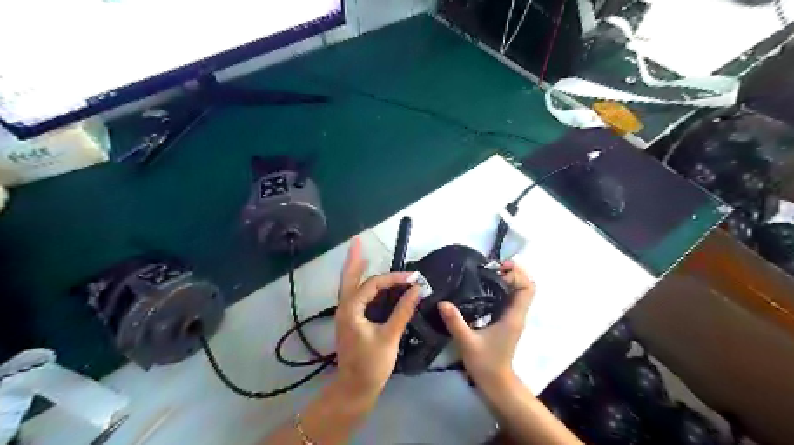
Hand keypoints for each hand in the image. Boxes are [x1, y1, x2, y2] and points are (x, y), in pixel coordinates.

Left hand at [334, 241, 421, 399]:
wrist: (354, 390)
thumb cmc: (371, 365)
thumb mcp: (389, 337)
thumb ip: (403, 311)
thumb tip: (417, 289)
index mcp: (351, 309)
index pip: (374, 284)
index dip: (394, 278)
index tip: (413, 278)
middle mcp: (344, 307)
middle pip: (349, 277)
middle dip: (354, 259)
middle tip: (357, 240)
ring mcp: (345, 314)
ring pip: (348, 285)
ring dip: (355, 269)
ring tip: (359, 252)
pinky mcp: (350, 320)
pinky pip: (353, 295)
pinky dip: (359, 283)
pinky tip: (366, 280)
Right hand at [436, 261, 535, 388]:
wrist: (495, 383)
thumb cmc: (485, 363)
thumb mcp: (467, 342)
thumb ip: (455, 322)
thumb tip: (442, 302)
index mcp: (513, 317)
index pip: (527, 288)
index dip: (517, 274)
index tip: (498, 268)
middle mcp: (517, 314)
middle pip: (525, 286)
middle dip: (512, 272)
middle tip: (491, 267)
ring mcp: (513, 317)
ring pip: (518, 291)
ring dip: (507, 279)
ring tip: (485, 273)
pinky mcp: (506, 320)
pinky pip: (510, 298)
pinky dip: (501, 288)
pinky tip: (483, 288)